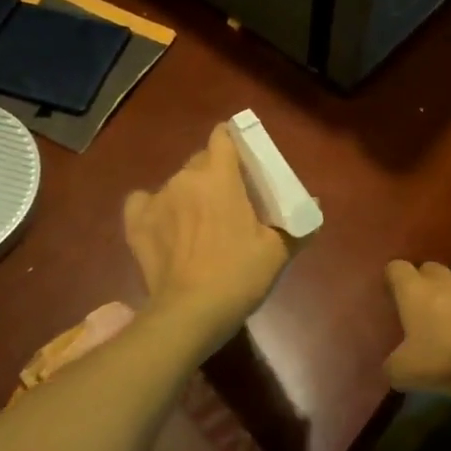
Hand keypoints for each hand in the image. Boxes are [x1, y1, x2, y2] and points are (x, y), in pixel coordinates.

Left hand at [124, 125, 292, 336]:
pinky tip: (165, 224)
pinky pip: (144, 201)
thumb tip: (314, 205)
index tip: (243, 160)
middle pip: (200, 160)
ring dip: (189, 194)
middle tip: (230, 200)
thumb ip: (298, 224)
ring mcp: (156, 199)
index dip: (232, 142)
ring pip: (176, 182)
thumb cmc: (238, 275)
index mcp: (219, 177)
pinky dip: (155, 208)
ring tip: (199, 223)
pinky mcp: (136, 223)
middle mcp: (184, 178)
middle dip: (215, 173)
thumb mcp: (277, 251)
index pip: (222, 136)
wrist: (190, 313)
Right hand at [384, 261, 450, 397]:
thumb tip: (392, 367)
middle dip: (424, 283)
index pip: (396, 268)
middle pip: (429, 268)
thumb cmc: (447, 357)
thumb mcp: (407, 372)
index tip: (392, 295)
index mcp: (414, 290)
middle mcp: (443, 280)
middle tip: (422, 308)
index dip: (392, 279)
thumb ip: (393, 367)